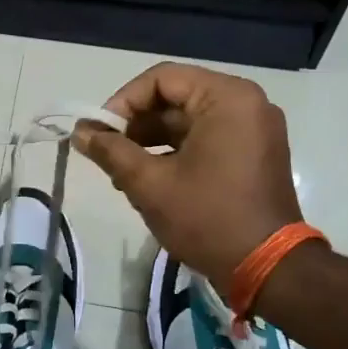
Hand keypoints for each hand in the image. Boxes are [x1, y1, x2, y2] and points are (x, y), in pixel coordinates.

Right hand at [75, 62, 304, 290]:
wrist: (268, 269)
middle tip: (107, 154)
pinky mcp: (253, 153)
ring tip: (122, 171)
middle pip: (175, 97)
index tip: (100, 133)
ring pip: (188, 120)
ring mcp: (254, 129)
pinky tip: (149, 177)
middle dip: (136, 124)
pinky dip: (175, 151)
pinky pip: (206, 137)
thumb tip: (79, 132)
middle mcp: (246, 103)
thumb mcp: (150, 184)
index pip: (161, 79)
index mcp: (227, 98)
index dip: (123, 101)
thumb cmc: (207, 218)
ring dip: (151, 140)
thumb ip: (110, 151)